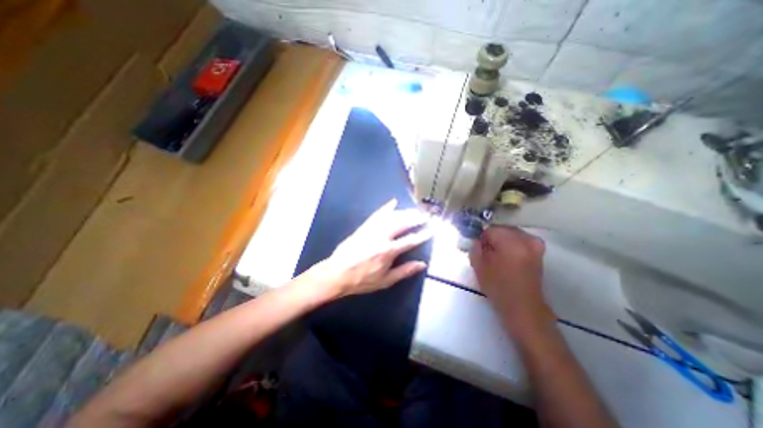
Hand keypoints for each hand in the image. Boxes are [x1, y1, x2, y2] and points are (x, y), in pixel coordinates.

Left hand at [311, 199, 430, 298]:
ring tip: (414, 211)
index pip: (410, 240)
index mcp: (387, 251)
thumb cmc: (362, 280)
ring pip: (391, 217)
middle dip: (415, 218)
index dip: (422, 234)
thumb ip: (404, 271)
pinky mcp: (364, 227)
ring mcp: (371, 230)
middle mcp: (381, 237)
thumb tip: (421, 264)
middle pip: (401, 223)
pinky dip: (385, 208)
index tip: (431, 230)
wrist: (337, 274)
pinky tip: (392, 203)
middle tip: (425, 216)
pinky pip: (376, 215)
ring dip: (404, 212)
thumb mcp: (385, 280)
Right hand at [469, 228, 552, 337]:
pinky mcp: (539, 251)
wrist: (522, 307)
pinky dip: (512, 244)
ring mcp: (535, 244)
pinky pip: (520, 239)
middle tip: (488, 253)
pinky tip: (508, 257)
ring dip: (503, 240)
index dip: (482, 239)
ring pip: (511, 233)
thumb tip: (477, 238)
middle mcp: (525, 240)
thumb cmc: (498, 287)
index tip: (481, 249)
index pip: (490, 229)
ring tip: (499, 256)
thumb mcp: (478, 266)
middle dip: (493, 238)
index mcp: (510, 243)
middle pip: (502, 229)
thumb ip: (475, 247)